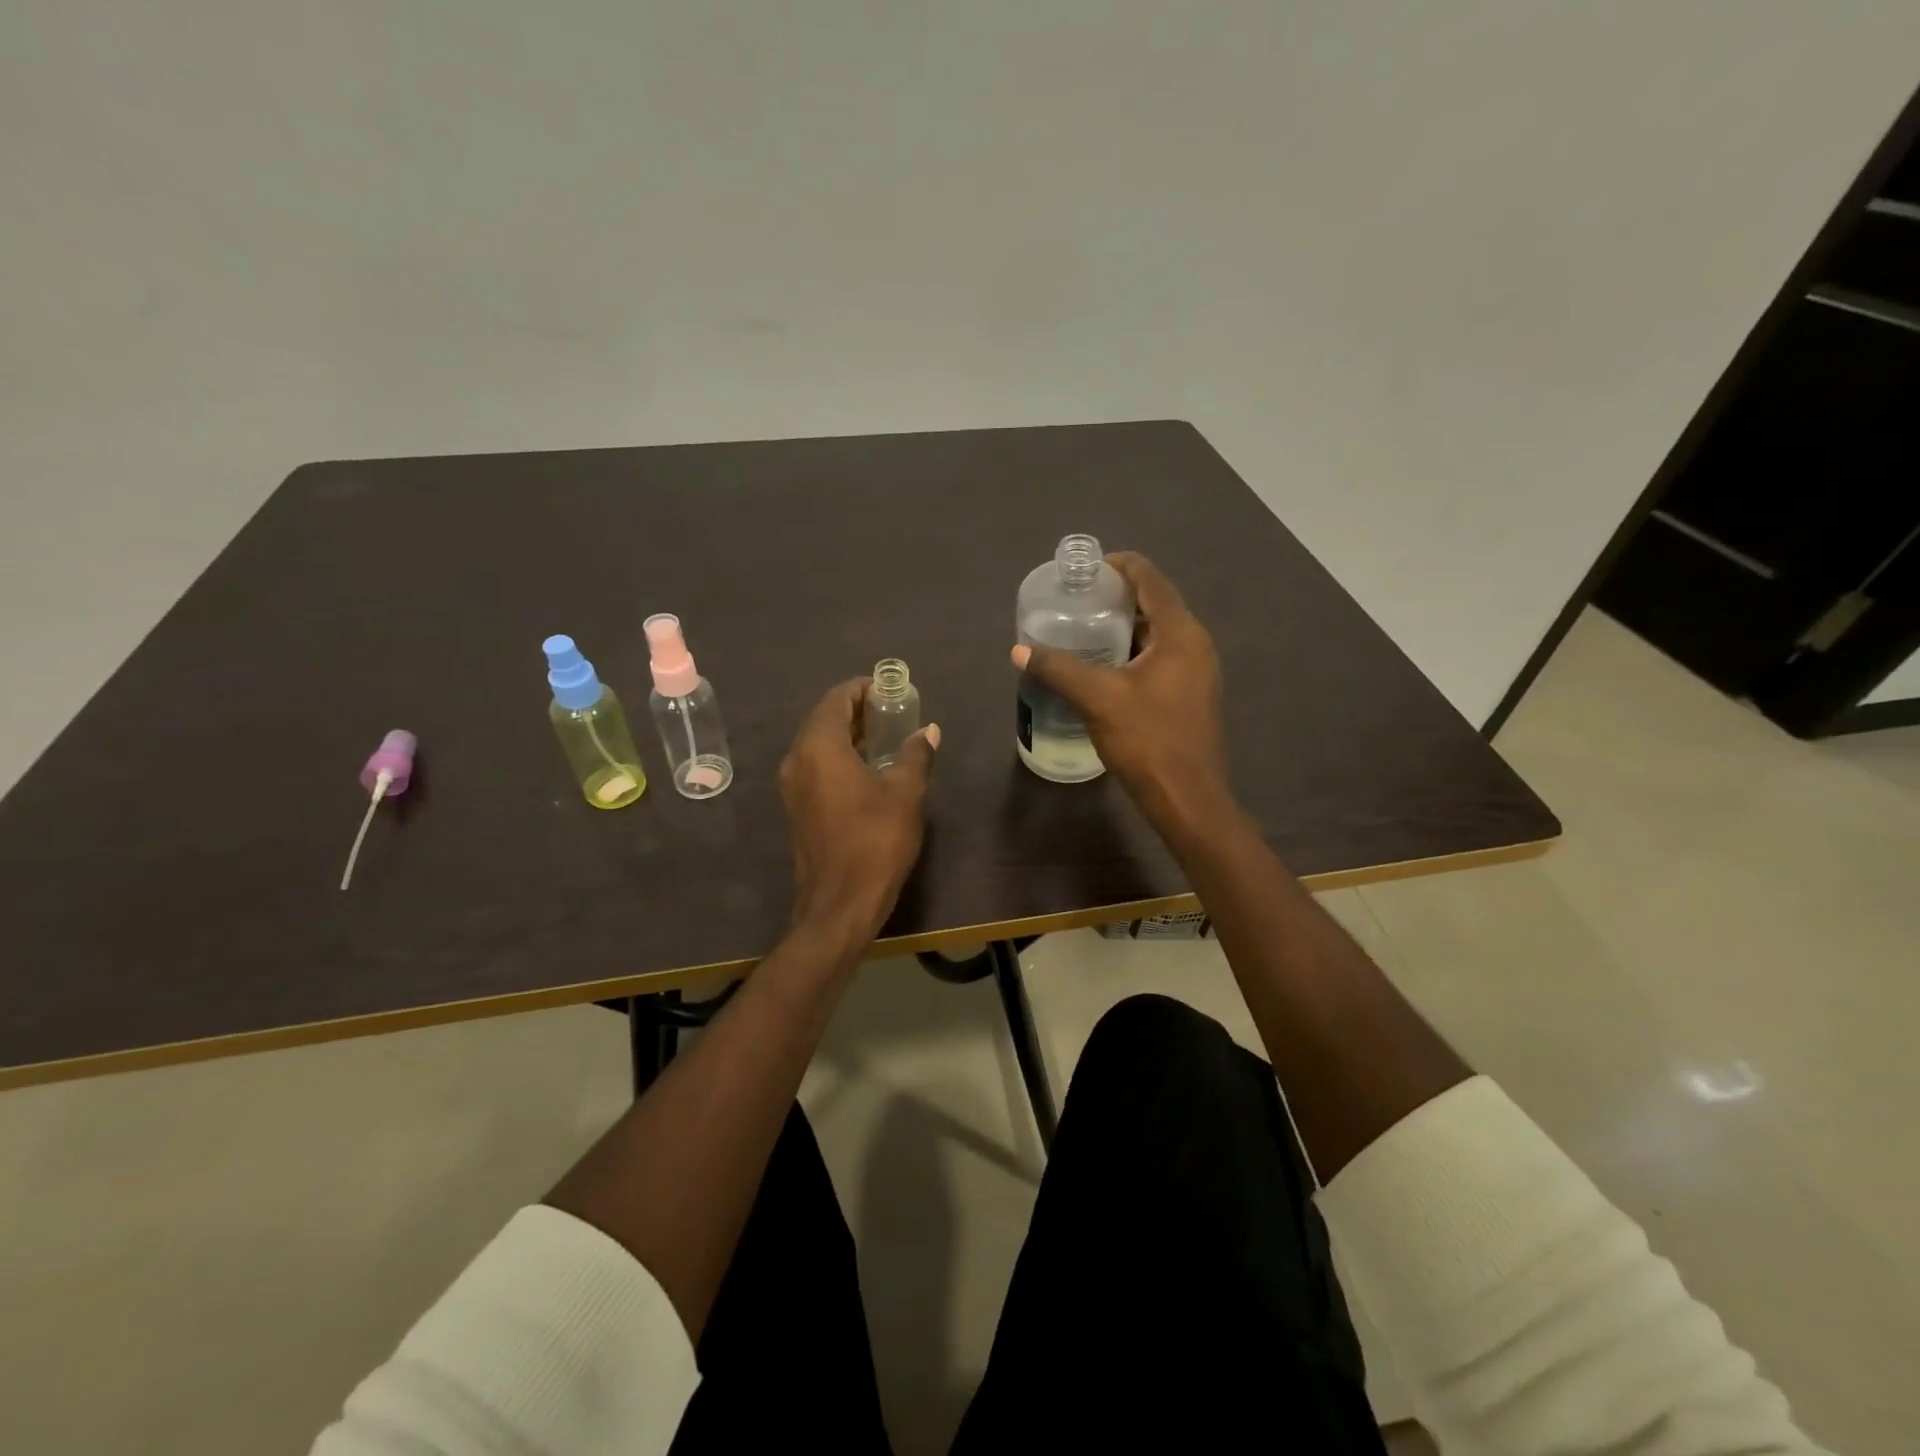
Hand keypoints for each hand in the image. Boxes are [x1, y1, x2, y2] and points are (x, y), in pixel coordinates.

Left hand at [779, 677, 939, 944]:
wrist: (839, 904)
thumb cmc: (875, 841)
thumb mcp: (905, 793)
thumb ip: (916, 754)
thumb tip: (927, 731)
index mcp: (819, 747)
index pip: (837, 699)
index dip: (862, 689)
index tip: (889, 689)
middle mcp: (797, 759)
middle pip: (824, 719)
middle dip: (857, 711)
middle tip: (892, 712)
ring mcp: (792, 786)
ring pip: (818, 744)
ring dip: (848, 735)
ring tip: (884, 738)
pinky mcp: (796, 808)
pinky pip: (815, 767)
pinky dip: (838, 758)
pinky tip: (867, 770)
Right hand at [1013, 552, 1228, 827]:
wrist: (1188, 799)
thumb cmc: (1148, 741)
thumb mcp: (1097, 699)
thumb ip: (1057, 669)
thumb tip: (1019, 649)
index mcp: (1180, 633)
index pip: (1150, 579)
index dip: (1119, 566)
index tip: (1085, 570)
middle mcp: (1195, 644)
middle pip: (1155, 604)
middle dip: (1116, 598)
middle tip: (1076, 601)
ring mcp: (1197, 671)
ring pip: (1157, 634)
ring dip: (1124, 627)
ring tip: (1083, 630)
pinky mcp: (1190, 695)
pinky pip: (1160, 658)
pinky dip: (1132, 652)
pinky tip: (1104, 667)